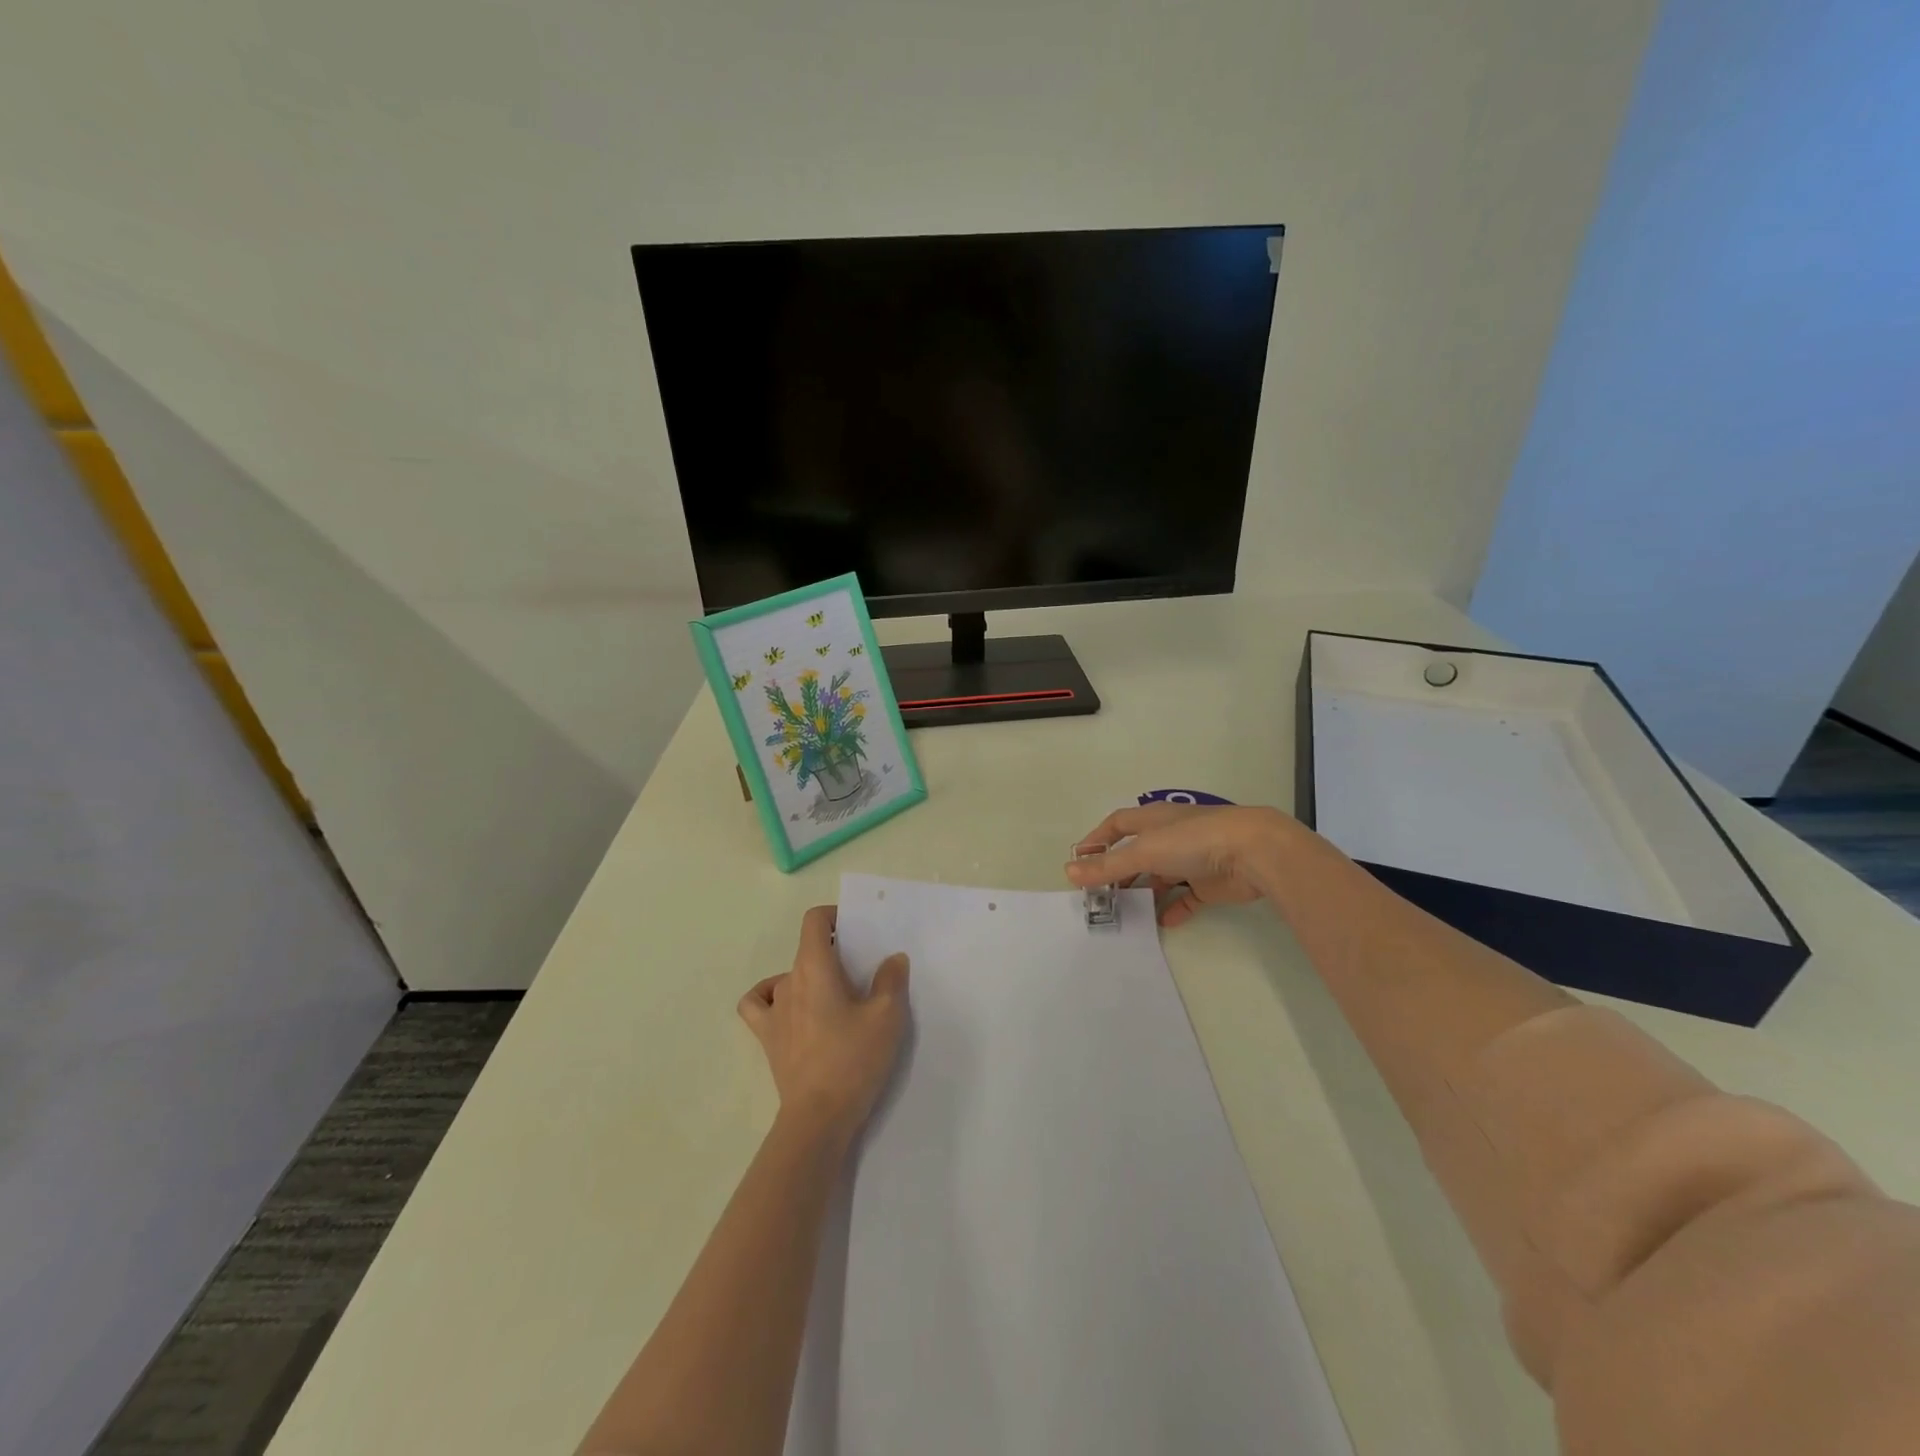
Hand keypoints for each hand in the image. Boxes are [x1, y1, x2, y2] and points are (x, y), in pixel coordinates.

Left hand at [738, 905, 909, 1142]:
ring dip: (808, 976)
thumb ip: (891, 980)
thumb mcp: (887, 1017)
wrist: (819, 1118)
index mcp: (815, 967)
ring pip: (787, 976)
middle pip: (806, 949)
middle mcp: (788, 981)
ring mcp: (773, 1011)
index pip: (814, 921)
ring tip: (832, 994)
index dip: (833, 916)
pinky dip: (770, 997)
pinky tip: (789, 1007)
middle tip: (860, 969)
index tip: (855, 929)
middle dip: (831, 950)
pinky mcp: (767, 1038)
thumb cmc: (853, 1060)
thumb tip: (893, 959)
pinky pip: (759, 1005)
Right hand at [1066, 803, 1294, 927]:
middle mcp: (1171, 836)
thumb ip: (1108, 865)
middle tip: (1100, 895)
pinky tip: (1163, 922)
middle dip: (1118, 871)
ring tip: (1125, 911)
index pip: (1118, 824)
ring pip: (1160, 876)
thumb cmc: (1193, 841)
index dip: (1098, 840)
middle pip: (1137, 853)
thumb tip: (1069, 872)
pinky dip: (1174, 909)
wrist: (1253, 852)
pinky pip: (1187, 897)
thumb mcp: (1144, 851)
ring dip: (1144, 891)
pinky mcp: (1211, 883)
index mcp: (1154, 819)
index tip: (1079, 861)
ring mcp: (1192, 859)